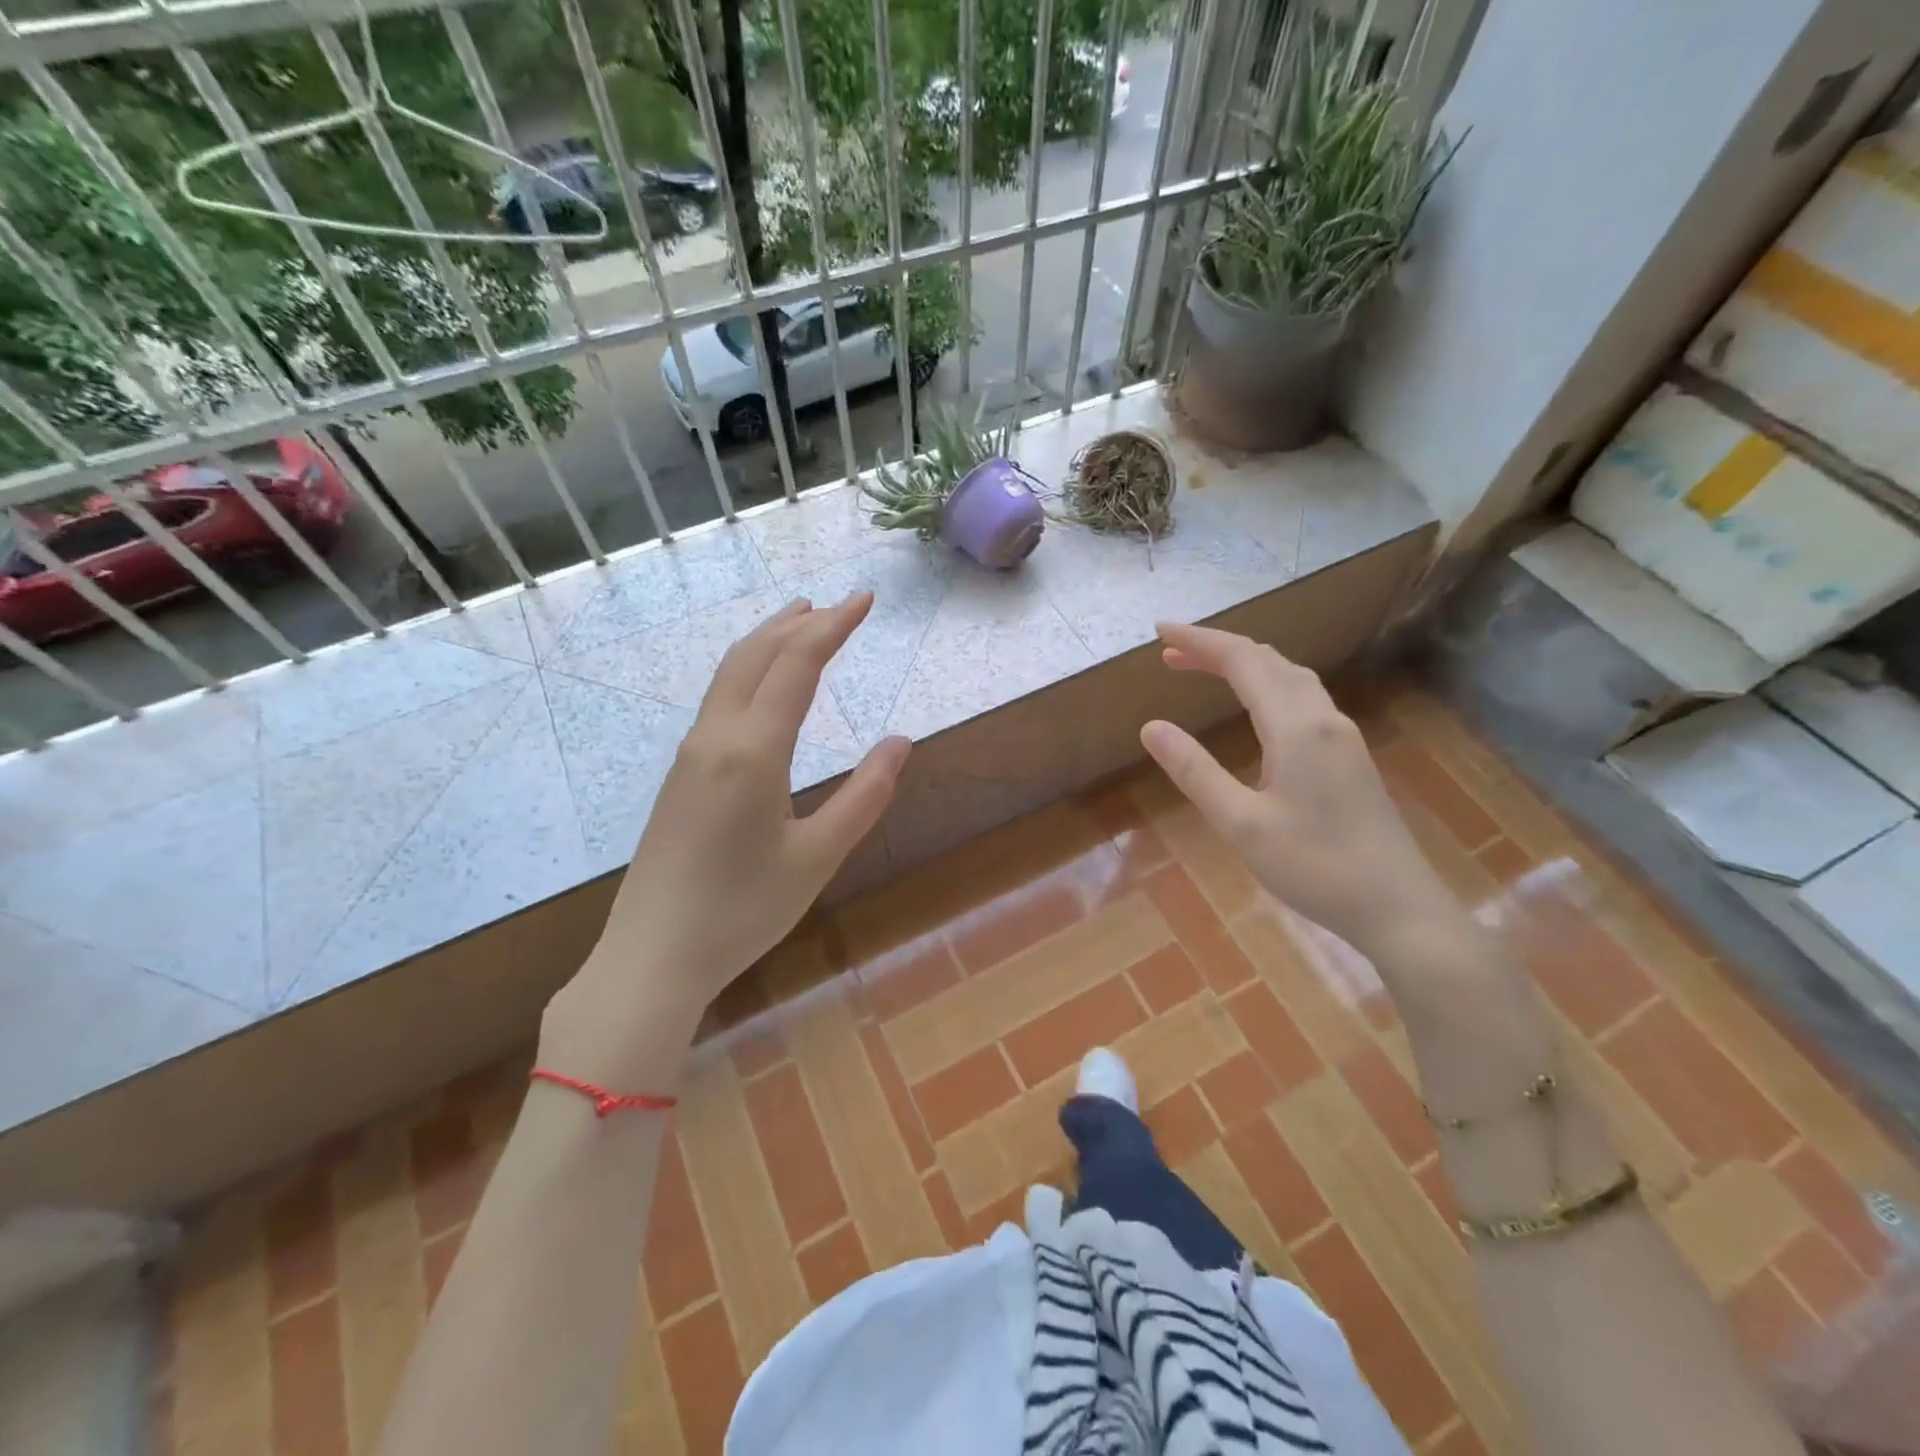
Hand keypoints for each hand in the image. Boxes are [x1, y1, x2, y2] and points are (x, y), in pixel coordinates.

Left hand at [543, 594, 910, 1083]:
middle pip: (755, 655)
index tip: (865, 601)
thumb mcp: (818, 857)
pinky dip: (750, 671)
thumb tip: (901, 742)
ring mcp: (691, 755)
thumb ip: (865, 796)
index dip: (833, 626)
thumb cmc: (742, 911)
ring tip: (801, 623)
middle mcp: (715, 737)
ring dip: (769, 641)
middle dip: (799, 622)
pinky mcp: (681, 775)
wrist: (652, 955)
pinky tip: (764, 687)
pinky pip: (719, 700)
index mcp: (752, 750)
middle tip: (838, 605)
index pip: (796, 664)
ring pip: (731, 674)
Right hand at [1139, 622, 1456, 958]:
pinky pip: (1303, 696)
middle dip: (1217, 648)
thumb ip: (1194, 771)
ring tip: (1205, 668)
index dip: (1199, 641)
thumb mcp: (1240, 823)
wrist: (1398, 907)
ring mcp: (1342, 736)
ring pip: (1290, 676)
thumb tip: (1151, 727)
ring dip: (1245, 663)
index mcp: (1295, 727)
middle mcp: (1322, 718)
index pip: (1241, 661)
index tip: (1159, 631)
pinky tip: (1255, 706)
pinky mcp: (1349, 755)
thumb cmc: (1314, 867)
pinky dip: (1267, 683)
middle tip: (1171, 653)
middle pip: (1267, 660)